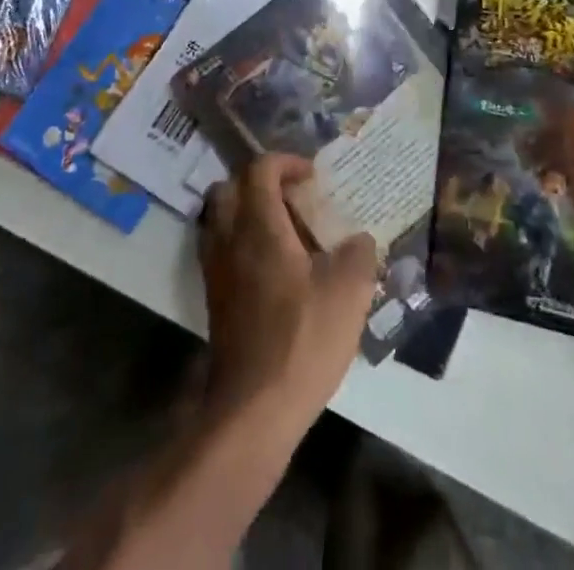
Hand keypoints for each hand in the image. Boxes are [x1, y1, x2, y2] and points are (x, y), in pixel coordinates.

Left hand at [199, 154, 377, 436]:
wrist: (254, 410)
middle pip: (230, 187)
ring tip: (283, 230)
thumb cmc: (302, 340)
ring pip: (219, 218)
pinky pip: (220, 249)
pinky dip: (240, 242)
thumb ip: (359, 254)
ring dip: (246, 211)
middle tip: (292, 198)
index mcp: (259, 226)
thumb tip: (359, 239)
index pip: (260, 169)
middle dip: (260, 182)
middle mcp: (229, 239)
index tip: (312, 177)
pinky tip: (273, 267)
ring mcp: (216, 270)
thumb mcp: (349, 292)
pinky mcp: (214, 299)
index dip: (286, 162)